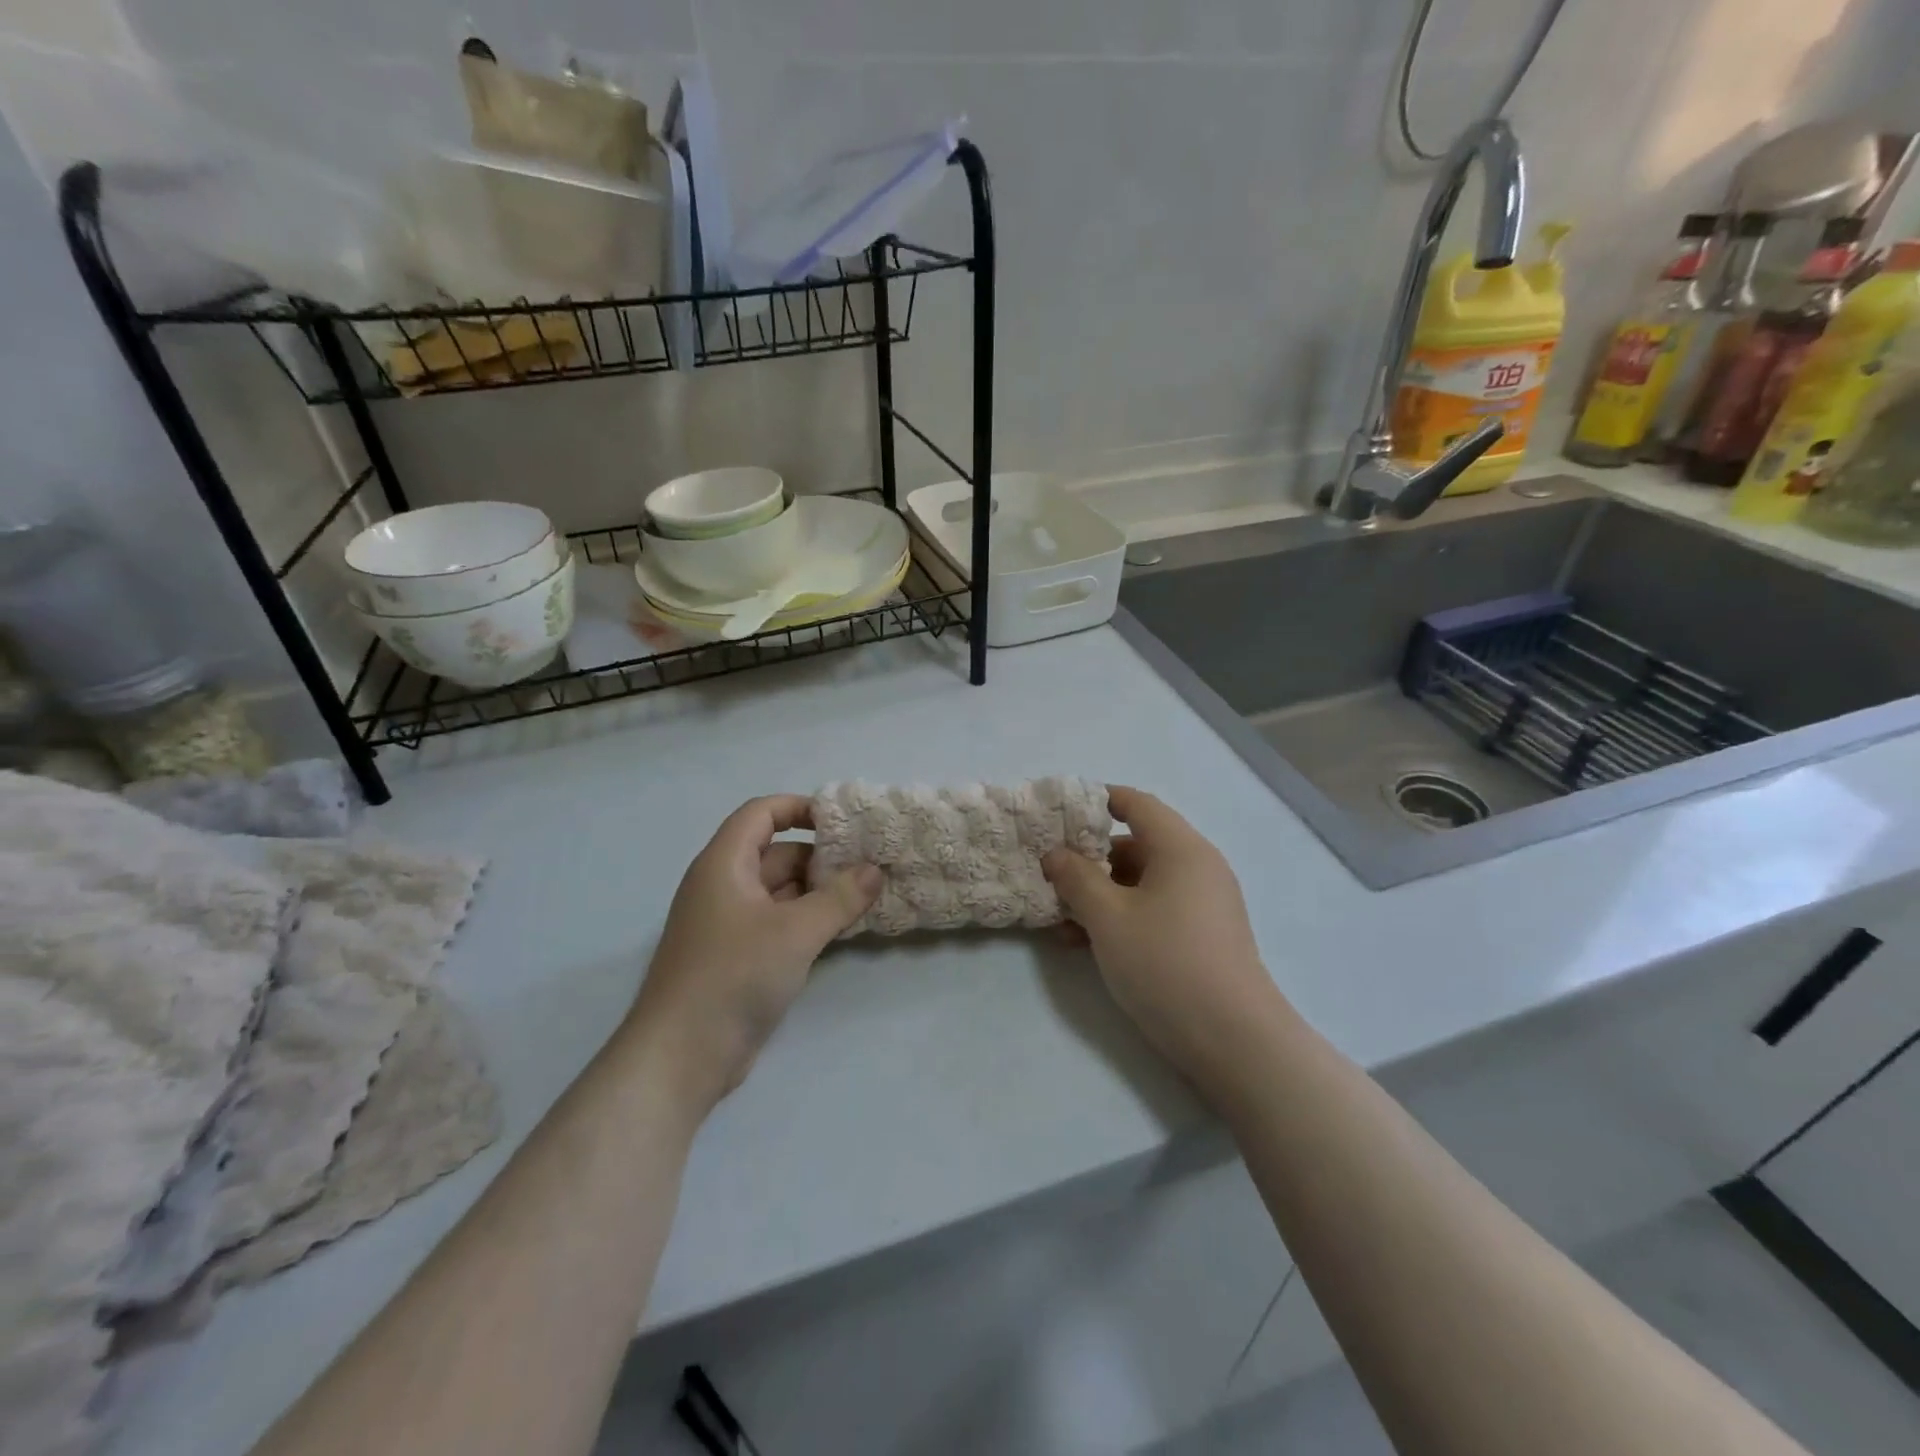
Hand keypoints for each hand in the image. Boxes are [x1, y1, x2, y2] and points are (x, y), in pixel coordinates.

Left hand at [622, 795, 880, 1111]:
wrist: (681, 1057)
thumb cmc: (733, 976)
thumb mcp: (795, 932)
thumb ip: (840, 897)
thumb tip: (874, 870)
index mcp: (724, 864)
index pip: (761, 813)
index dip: (799, 807)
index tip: (842, 820)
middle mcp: (723, 886)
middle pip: (775, 852)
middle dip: (820, 856)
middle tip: (869, 863)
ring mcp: (729, 924)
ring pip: (780, 890)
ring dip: (818, 890)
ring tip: (866, 893)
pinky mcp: (737, 957)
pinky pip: (778, 922)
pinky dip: (807, 919)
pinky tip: (842, 928)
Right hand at [1042, 786, 1283, 1092]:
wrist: (1233, 1040)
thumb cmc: (1165, 963)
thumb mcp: (1108, 918)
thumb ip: (1076, 878)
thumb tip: (1055, 854)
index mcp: (1181, 848)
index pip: (1137, 804)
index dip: (1097, 801)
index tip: (1059, 814)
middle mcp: (1197, 866)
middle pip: (1137, 844)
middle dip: (1090, 860)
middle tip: (1051, 878)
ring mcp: (1204, 903)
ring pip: (1142, 882)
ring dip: (1101, 894)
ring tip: (1062, 922)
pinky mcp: (1202, 935)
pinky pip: (1155, 908)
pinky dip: (1122, 916)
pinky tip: (1088, 945)